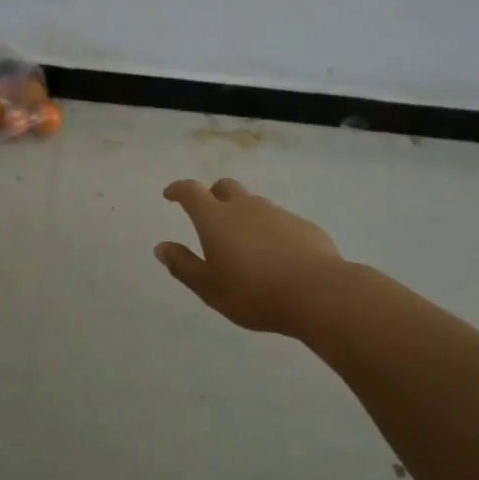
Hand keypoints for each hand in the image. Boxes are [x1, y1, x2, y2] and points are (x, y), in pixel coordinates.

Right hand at [156, 177, 341, 334]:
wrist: (317, 292)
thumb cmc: (253, 292)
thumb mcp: (209, 288)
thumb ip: (183, 265)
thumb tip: (161, 247)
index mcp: (216, 219)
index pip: (191, 191)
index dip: (178, 189)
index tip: (170, 195)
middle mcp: (245, 207)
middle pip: (224, 187)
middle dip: (212, 195)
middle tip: (209, 217)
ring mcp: (277, 213)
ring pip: (253, 203)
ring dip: (243, 214)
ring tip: (244, 243)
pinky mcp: (303, 225)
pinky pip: (279, 221)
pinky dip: (270, 230)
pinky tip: (276, 256)